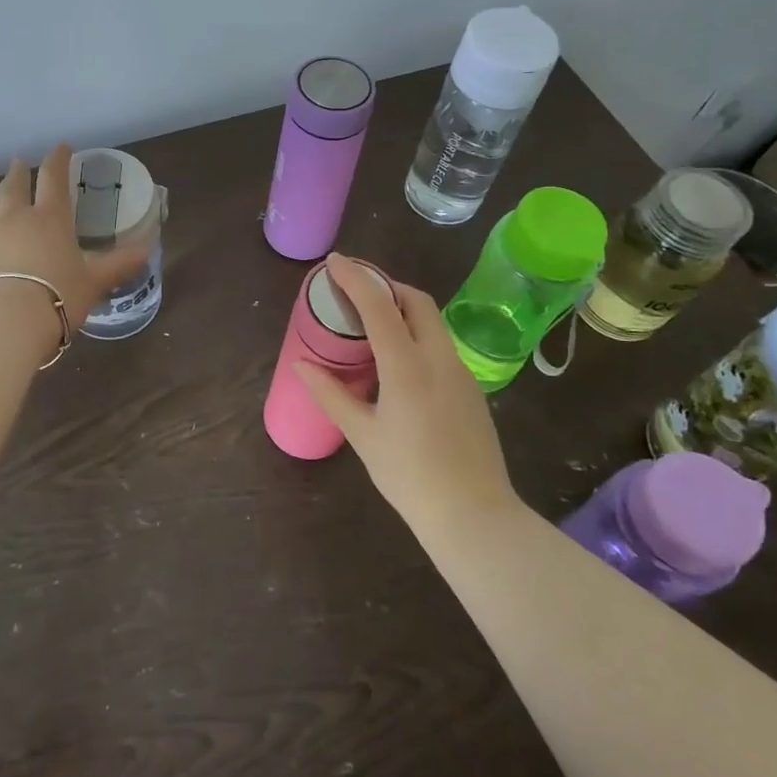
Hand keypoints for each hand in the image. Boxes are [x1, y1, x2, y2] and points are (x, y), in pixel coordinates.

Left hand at [0, 145, 154, 344]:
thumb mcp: (94, 282)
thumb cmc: (58, 297)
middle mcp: (15, 220)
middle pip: (13, 186)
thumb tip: (147, 251)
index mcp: (49, 218)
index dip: (58, 159)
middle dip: (19, 172)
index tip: (61, 147)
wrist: (4, 325)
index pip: (53, 177)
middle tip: (20, 164)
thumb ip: (118, 265)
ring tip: (0, 201)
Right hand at [294, 254, 522, 534]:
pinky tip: (398, 358)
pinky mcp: (471, 388)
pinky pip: (440, 344)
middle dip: (385, 285)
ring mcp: (460, 372)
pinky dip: (416, 333)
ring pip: (432, 321)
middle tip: (354, 289)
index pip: (379, 305)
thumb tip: (302, 364)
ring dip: (402, 307)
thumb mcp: (363, 435)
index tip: (334, 261)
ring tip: (371, 320)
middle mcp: (439, 358)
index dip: (355, 278)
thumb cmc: (410, 476)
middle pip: (415, 301)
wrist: (474, 516)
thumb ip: (331, 394)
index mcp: (407, 366)